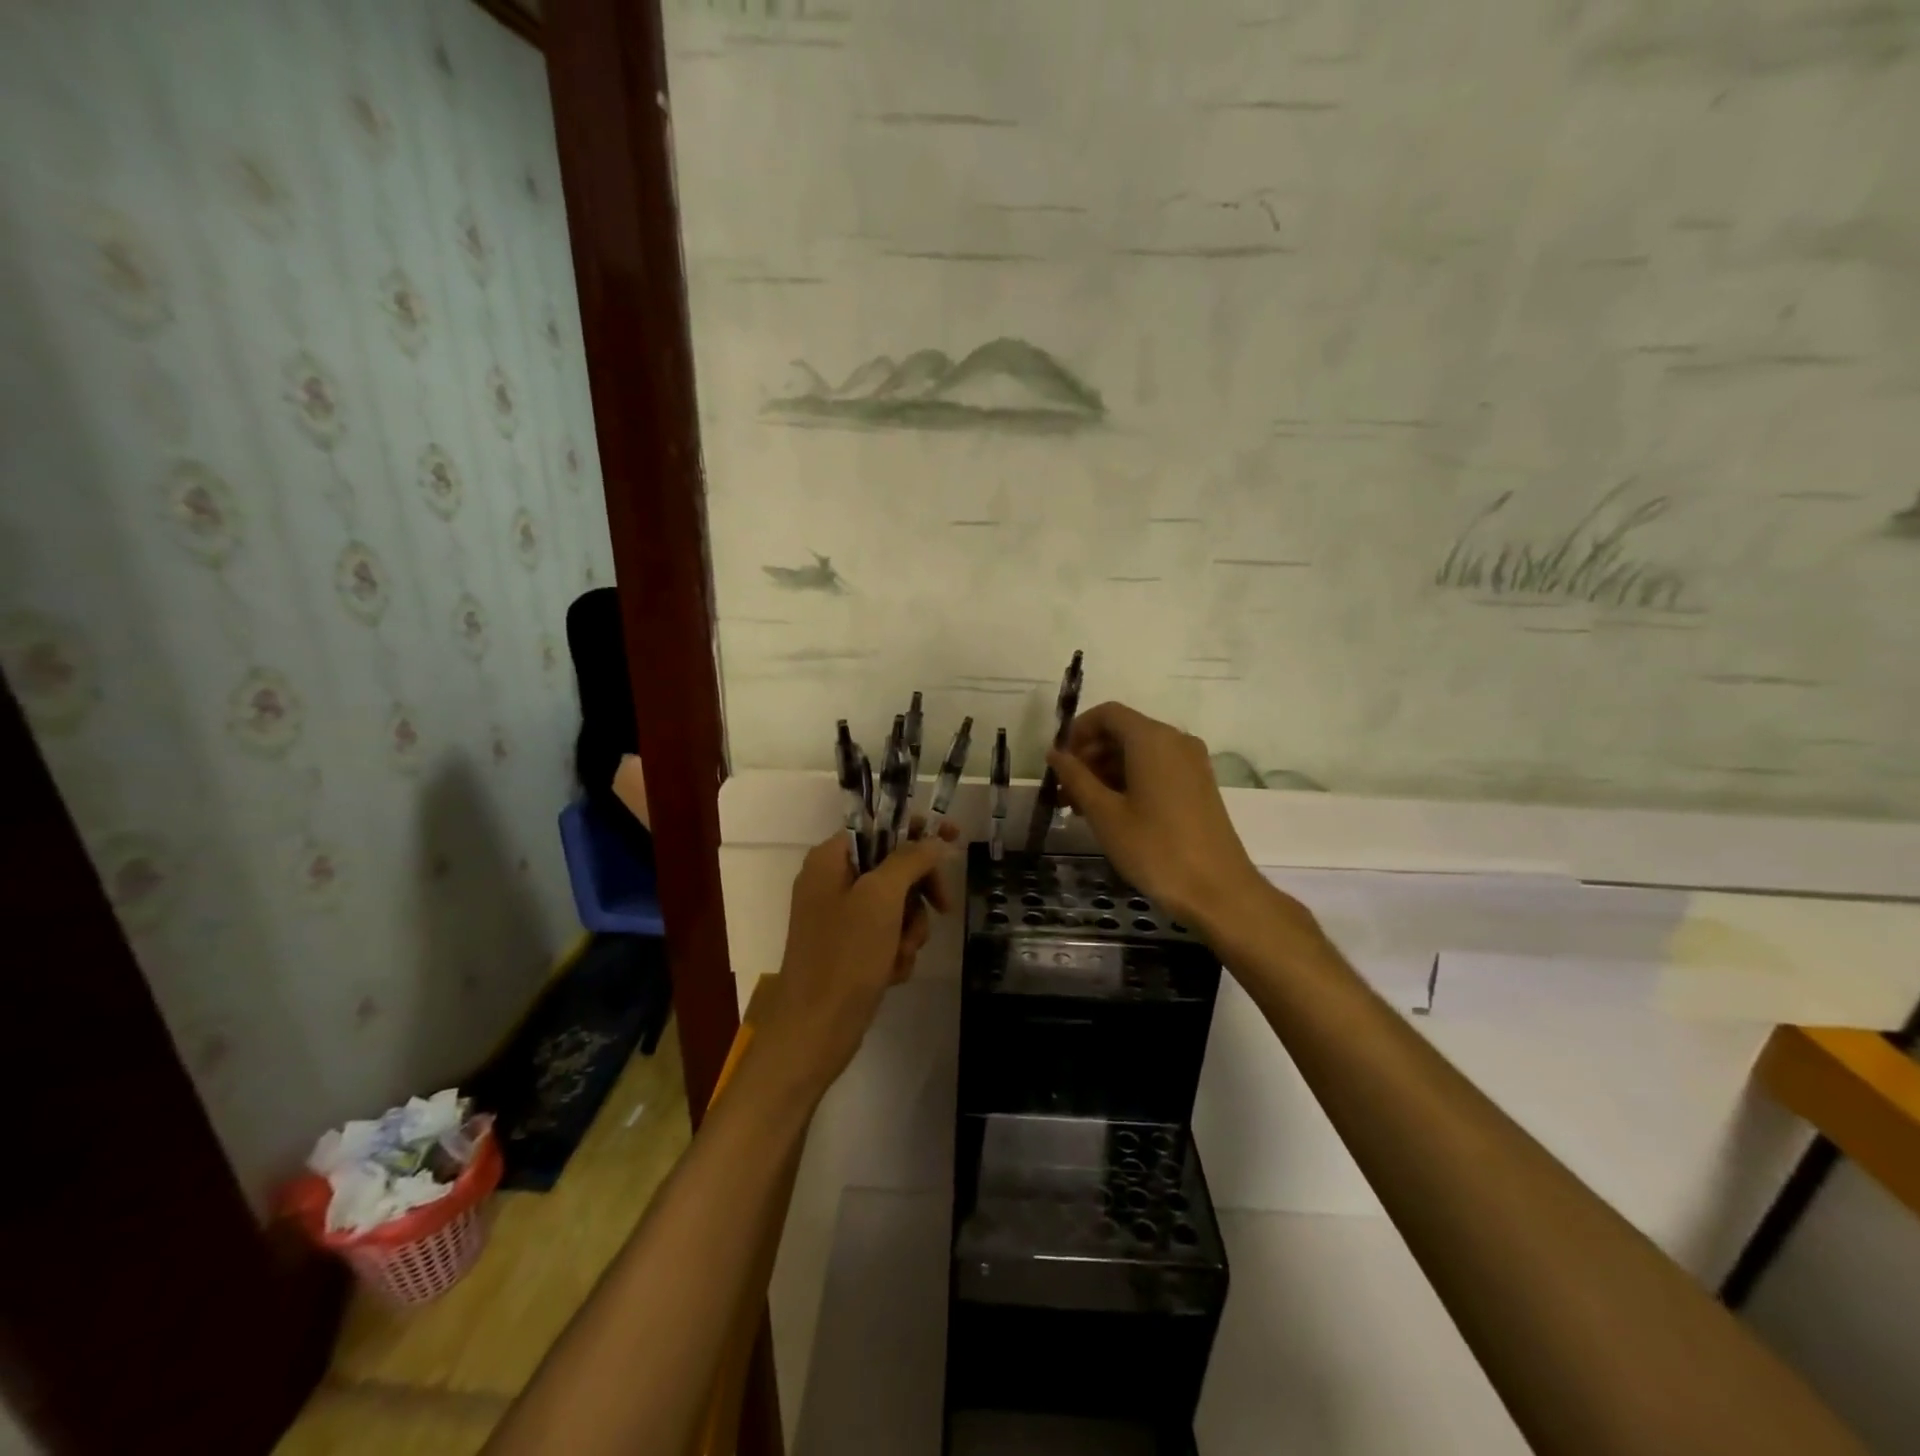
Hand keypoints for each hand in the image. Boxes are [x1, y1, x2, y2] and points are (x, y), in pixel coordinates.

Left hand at [758, 823, 956, 1096]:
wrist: (814, 1031)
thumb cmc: (845, 956)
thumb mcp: (881, 898)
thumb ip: (909, 859)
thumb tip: (933, 840)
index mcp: (830, 860)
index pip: (880, 827)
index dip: (917, 830)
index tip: (952, 836)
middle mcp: (832, 882)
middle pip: (894, 866)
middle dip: (918, 893)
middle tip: (942, 907)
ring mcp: (841, 918)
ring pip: (897, 905)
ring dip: (910, 928)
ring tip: (901, 953)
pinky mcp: (850, 948)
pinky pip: (888, 934)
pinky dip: (897, 950)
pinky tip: (892, 972)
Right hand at [1046, 702, 1292, 935]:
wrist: (1217, 890)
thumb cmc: (1155, 848)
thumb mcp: (1105, 813)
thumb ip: (1076, 778)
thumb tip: (1055, 754)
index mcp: (1152, 739)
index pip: (1107, 714)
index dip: (1077, 732)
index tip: (1058, 763)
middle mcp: (1175, 741)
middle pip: (1122, 732)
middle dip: (1089, 756)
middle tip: (1064, 791)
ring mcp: (1191, 763)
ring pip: (1138, 753)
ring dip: (1106, 772)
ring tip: (1081, 808)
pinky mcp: (1198, 785)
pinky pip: (1156, 769)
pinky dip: (1129, 781)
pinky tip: (1110, 813)